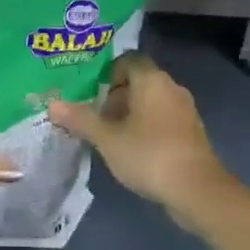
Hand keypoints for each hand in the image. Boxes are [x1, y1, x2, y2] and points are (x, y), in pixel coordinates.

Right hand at [49, 53, 240, 234]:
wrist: (197, 190)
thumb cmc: (149, 154)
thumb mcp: (107, 138)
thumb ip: (80, 119)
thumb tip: (52, 105)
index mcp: (151, 79)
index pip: (128, 59)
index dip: (107, 72)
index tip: (90, 91)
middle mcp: (171, 87)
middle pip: (138, 81)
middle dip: (115, 95)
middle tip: (93, 114)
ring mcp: (184, 110)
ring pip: (151, 101)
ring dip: (130, 113)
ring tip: (108, 134)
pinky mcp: (191, 133)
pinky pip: (162, 119)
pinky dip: (146, 127)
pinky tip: (131, 149)